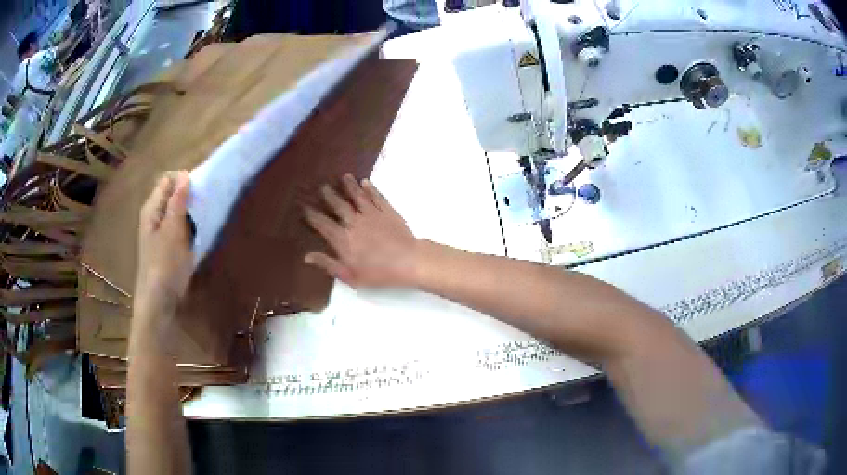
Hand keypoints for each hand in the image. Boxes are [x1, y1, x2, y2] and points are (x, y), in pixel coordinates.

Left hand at [134, 171, 193, 325]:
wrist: (159, 301)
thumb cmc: (164, 263)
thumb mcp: (173, 229)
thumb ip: (178, 201)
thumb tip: (185, 174)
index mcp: (152, 208)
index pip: (169, 181)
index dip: (185, 181)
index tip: (203, 188)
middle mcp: (155, 215)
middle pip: (173, 195)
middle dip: (190, 196)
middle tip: (207, 203)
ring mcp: (161, 231)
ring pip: (178, 211)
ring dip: (192, 212)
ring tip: (207, 216)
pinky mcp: (168, 245)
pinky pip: (180, 227)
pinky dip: (190, 226)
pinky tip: (199, 233)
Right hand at [304, 174, 417, 287]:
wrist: (408, 262)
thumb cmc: (378, 273)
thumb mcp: (350, 275)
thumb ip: (328, 264)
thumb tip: (307, 256)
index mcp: (343, 239)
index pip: (322, 224)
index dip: (312, 215)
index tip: (304, 206)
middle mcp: (354, 223)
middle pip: (339, 206)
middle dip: (329, 195)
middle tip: (322, 185)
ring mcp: (372, 214)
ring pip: (357, 196)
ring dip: (349, 186)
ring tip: (344, 176)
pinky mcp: (387, 211)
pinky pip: (376, 197)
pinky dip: (370, 189)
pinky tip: (366, 182)